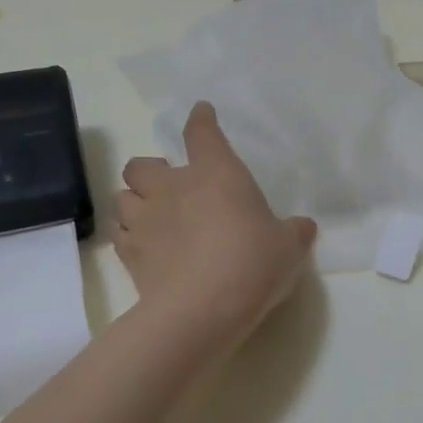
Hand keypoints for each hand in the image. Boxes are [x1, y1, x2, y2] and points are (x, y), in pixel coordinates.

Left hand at [115, 102, 317, 338]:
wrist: (201, 310)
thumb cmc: (252, 264)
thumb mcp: (288, 248)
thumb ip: (294, 232)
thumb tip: (303, 227)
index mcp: (216, 173)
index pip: (202, 133)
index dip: (201, 119)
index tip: (201, 112)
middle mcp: (173, 187)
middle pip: (143, 164)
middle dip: (151, 170)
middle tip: (169, 187)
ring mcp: (145, 219)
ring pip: (122, 197)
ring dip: (135, 202)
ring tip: (151, 217)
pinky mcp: (129, 254)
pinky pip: (119, 234)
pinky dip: (128, 235)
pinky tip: (143, 247)